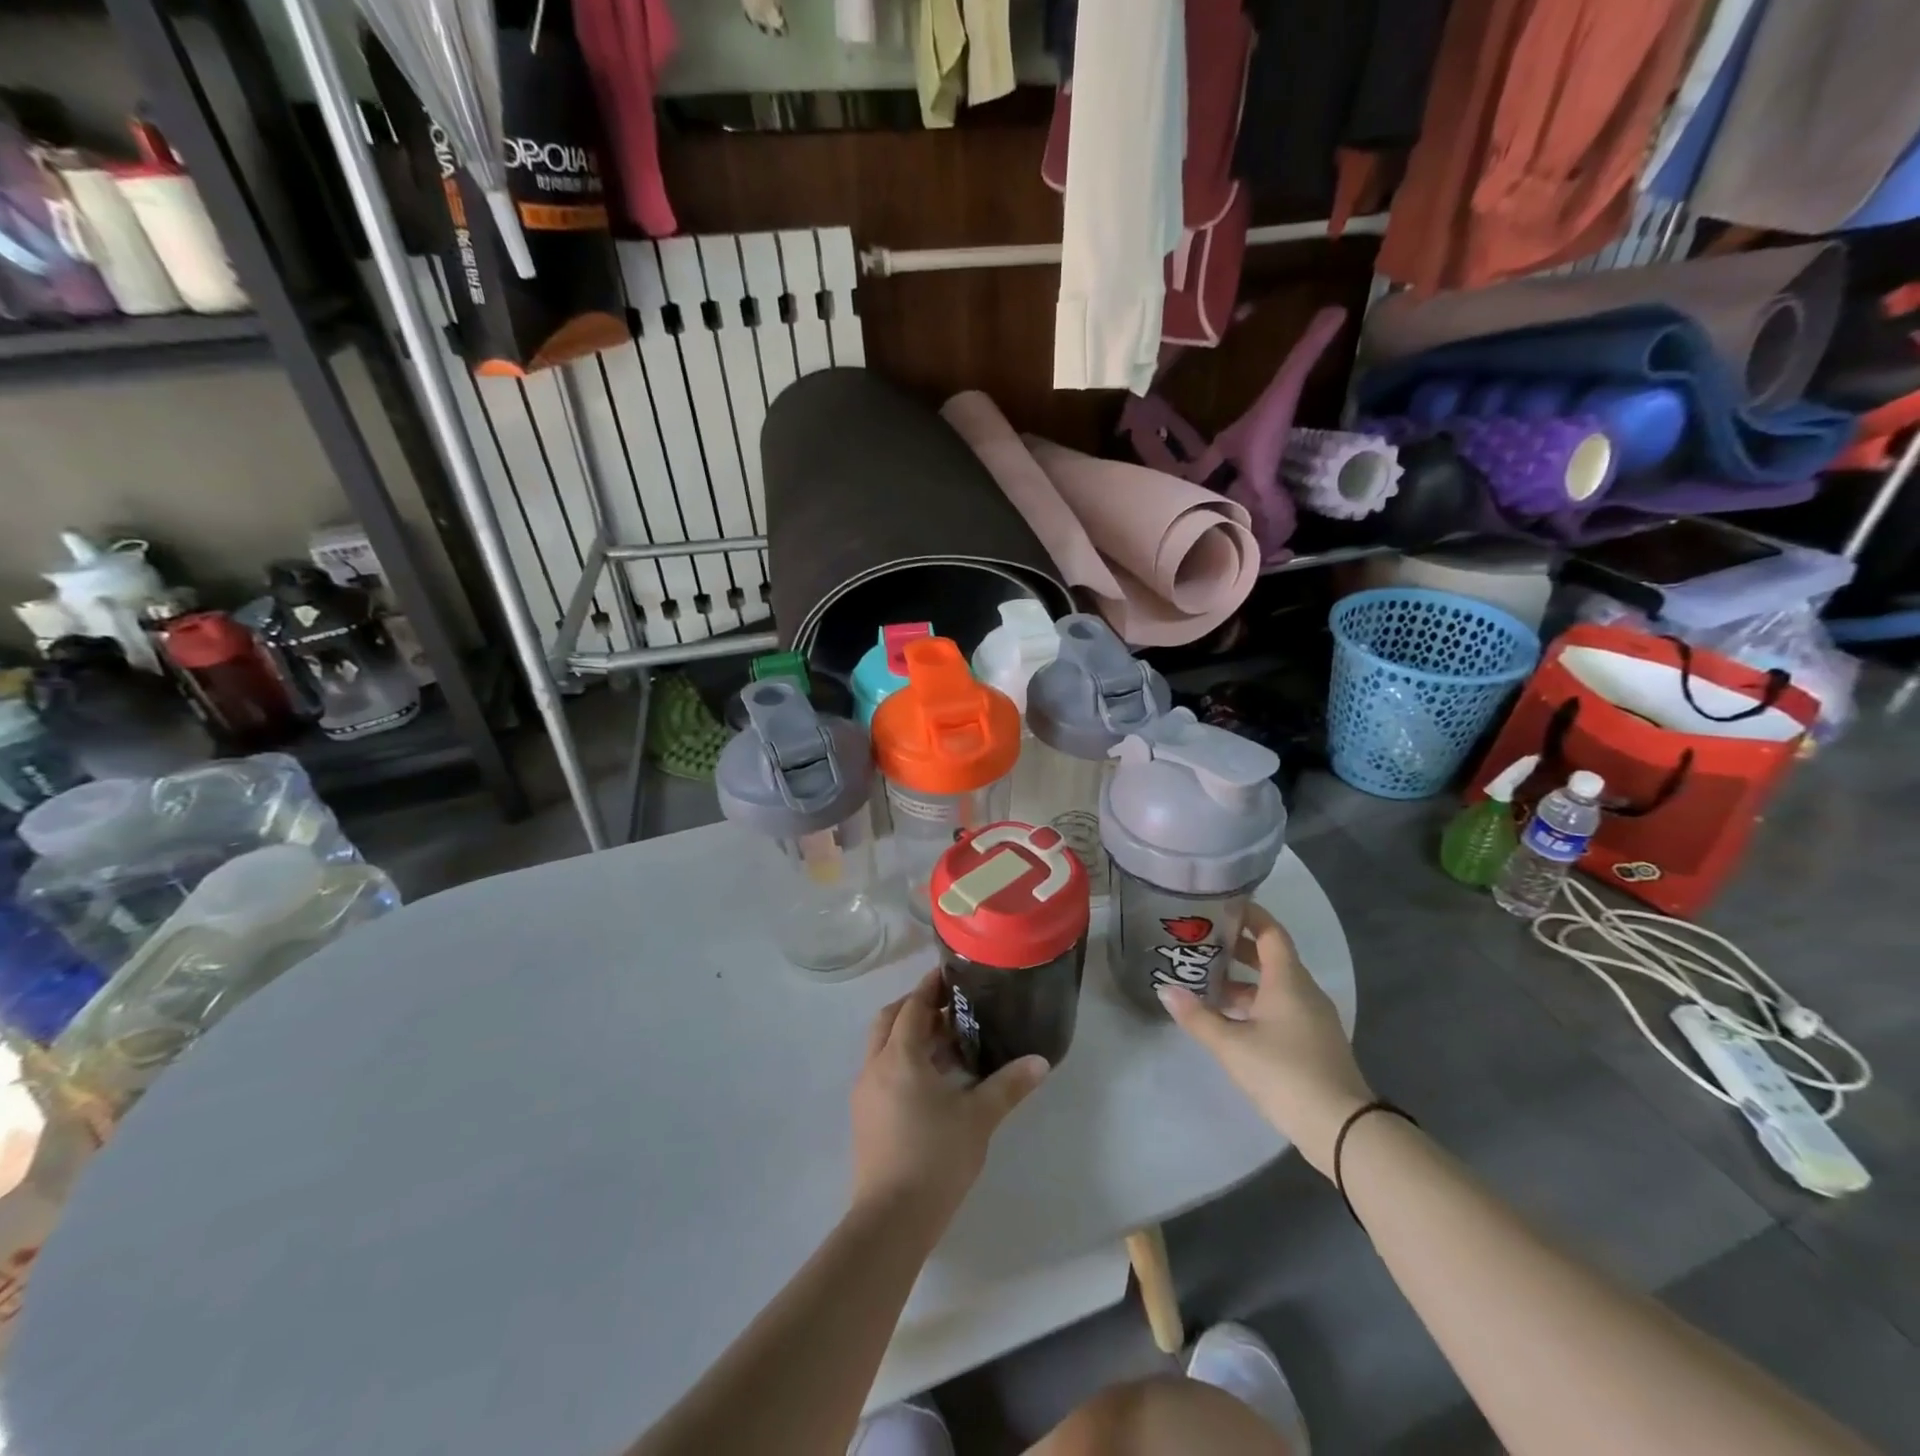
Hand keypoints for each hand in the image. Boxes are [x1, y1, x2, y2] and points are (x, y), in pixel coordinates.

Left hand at [849, 971, 1048, 1233]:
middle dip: (916, 1008)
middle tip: (950, 1008)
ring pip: (884, 1047)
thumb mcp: (979, 1118)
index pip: (912, 1007)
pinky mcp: (865, 1117)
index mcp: (900, 1057)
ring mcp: (866, 1093)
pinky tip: (933, 1081)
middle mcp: (876, 1066)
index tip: (949, 974)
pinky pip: (883, 1072)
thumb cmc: (936, 1158)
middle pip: (890, 1021)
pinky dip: (904, 1062)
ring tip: (949, 1044)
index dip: (930, 988)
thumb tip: (1040, 1061)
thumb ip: (1009, 1085)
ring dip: (910, 1037)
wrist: (891, 1220)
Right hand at [1159, 904, 1373, 1176]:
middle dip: (1237, 949)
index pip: (1270, 932)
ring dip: (1244, 981)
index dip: (1248, 915)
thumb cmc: (1285, 1073)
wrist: (1342, 1128)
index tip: (1219, 907)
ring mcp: (1313, 1017)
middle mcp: (1304, 991)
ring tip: (1207, 982)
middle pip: (1271, 957)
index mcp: (1288, 980)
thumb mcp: (1232, 1045)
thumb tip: (1165, 989)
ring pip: (1275, 986)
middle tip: (1201, 943)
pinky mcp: (1315, 1041)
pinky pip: (1282, 1008)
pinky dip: (1256, 1004)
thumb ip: (1197, 1017)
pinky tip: (1231, 1019)